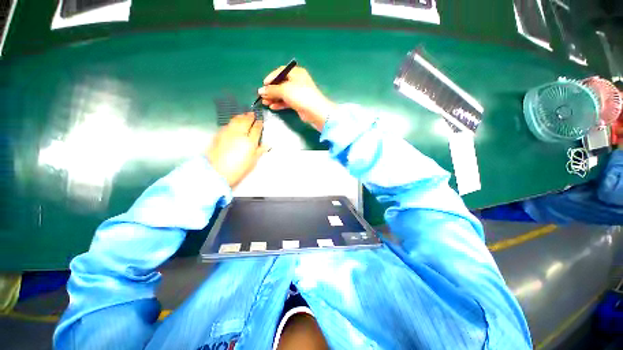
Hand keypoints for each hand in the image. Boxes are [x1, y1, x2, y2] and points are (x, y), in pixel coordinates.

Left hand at [206, 112, 268, 187]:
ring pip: (236, 120)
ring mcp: (228, 133)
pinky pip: (228, 124)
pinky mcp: (219, 134)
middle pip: (246, 121)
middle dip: (250, 116)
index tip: (260, 121)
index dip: (259, 123)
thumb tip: (266, 145)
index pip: (256, 128)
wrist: (217, 172)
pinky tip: (233, 122)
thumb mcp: (252, 161)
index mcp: (250, 141)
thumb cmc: (238, 169)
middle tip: (253, 113)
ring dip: (241, 116)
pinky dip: (232, 121)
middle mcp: (239, 134)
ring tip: (244, 114)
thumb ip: (259, 151)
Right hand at [258, 66, 335, 131]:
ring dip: (274, 98)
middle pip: (281, 84)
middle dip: (271, 90)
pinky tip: (273, 107)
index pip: (280, 72)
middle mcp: (297, 82)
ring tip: (265, 103)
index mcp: (296, 73)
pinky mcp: (298, 103)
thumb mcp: (284, 90)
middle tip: (262, 96)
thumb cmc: (300, 96)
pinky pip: (287, 102)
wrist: (315, 111)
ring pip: (283, 94)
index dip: (271, 77)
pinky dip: (280, 104)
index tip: (263, 85)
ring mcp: (298, 93)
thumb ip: (272, 90)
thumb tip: (260, 91)